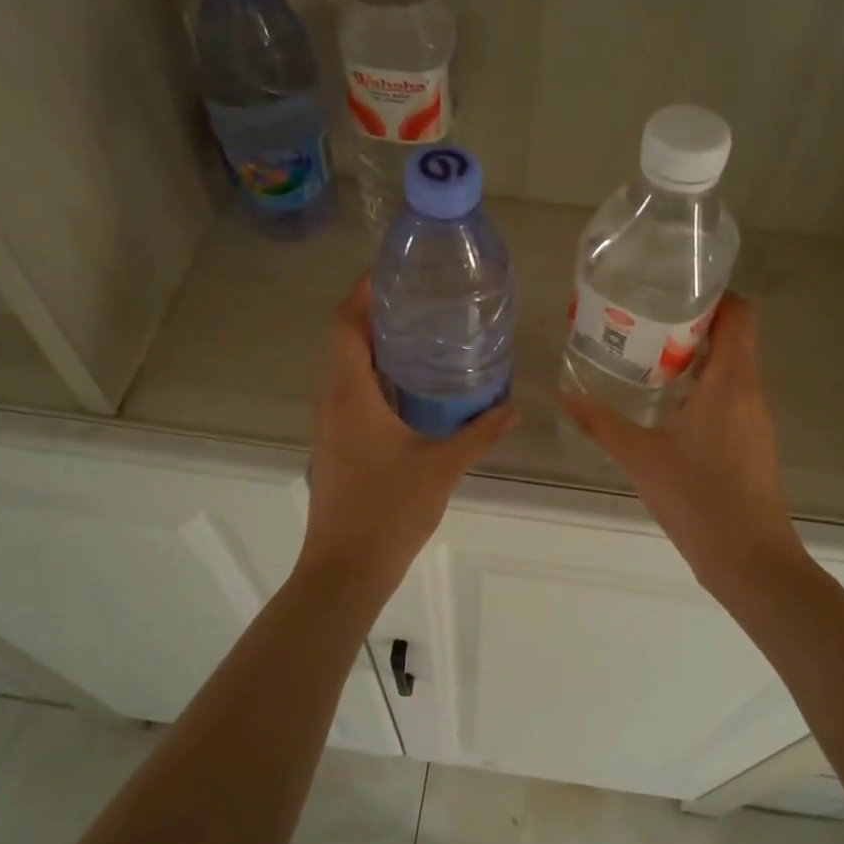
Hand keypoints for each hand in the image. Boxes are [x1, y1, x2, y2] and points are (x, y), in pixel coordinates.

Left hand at [299, 276, 517, 593]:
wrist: (345, 570)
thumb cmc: (389, 512)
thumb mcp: (442, 468)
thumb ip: (480, 433)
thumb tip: (513, 406)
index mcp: (350, 394)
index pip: (345, 324)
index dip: (362, 292)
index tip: (392, 273)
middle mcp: (332, 400)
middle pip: (344, 339)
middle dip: (376, 313)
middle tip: (421, 299)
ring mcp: (329, 423)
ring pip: (346, 367)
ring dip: (375, 345)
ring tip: (422, 332)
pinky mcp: (335, 442)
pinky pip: (350, 392)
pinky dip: (375, 375)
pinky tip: (412, 386)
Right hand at [561, 294, 805, 596]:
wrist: (751, 562)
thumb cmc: (700, 500)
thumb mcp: (641, 458)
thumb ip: (601, 424)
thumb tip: (565, 395)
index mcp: (730, 382)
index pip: (739, 313)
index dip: (713, 294)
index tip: (671, 291)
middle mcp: (749, 390)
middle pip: (732, 335)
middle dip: (691, 321)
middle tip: (643, 319)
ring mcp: (753, 417)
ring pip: (730, 365)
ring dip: (695, 354)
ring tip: (646, 353)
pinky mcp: (750, 440)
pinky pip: (729, 393)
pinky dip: (701, 383)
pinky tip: (664, 402)